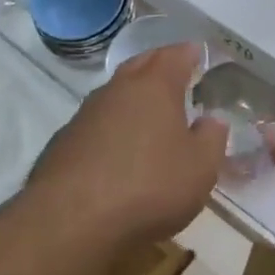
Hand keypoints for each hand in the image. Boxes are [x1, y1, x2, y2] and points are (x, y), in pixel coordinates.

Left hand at [28, 43, 226, 249]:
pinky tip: (117, 149)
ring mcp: (85, 115)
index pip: (174, 56)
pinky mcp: (63, 143)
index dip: (188, 53)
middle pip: (140, 65)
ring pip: (114, 94)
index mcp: (154, 86)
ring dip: (131, 97)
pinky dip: (111, 126)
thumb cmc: (148, 186)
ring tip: (148, 112)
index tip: (197, 53)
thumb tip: (211, 120)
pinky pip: (95, 123)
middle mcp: (117, 90)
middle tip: (174, 73)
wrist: (70, 222)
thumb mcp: (200, 168)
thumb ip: (211, 138)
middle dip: (158, 65)